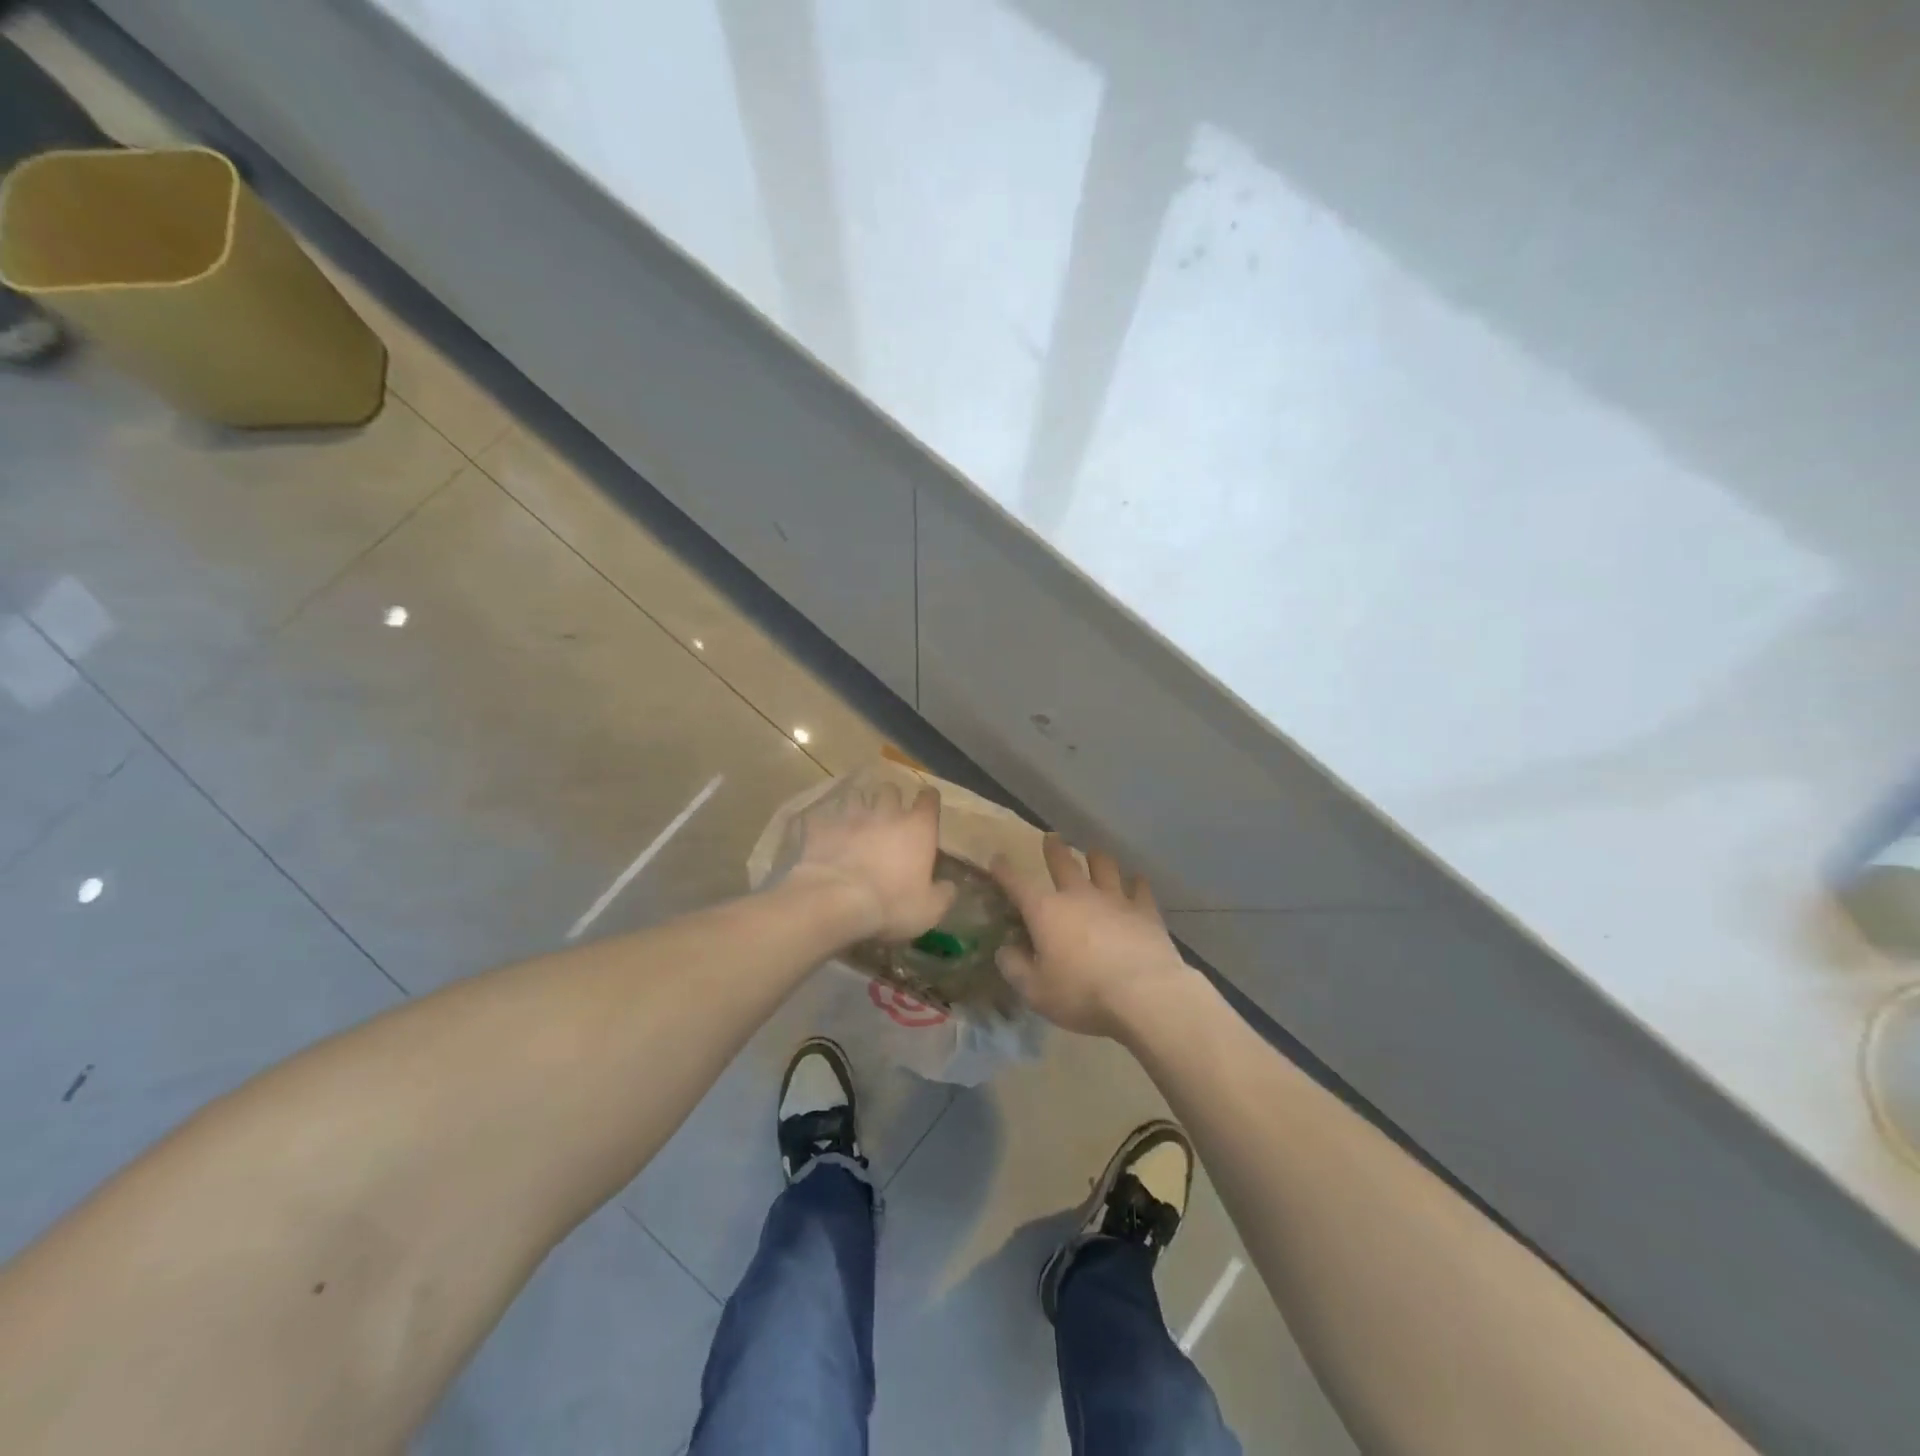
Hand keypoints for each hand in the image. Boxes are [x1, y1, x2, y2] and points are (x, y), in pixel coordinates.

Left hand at [785, 782, 956, 940]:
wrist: (836, 901)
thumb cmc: (892, 904)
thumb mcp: (929, 910)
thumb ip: (943, 894)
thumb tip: (949, 886)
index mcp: (918, 828)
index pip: (929, 799)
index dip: (928, 800)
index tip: (927, 806)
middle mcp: (887, 814)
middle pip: (890, 790)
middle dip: (891, 799)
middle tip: (889, 816)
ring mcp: (851, 817)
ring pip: (857, 797)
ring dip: (859, 807)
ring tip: (857, 822)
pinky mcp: (822, 827)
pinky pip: (824, 817)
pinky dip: (826, 824)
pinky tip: (826, 835)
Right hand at [992, 836, 1194, 1039]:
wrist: (1143, 994)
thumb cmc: (1082, 993)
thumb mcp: (1036, 991)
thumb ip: (1015, 968)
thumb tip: (1005, 950)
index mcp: (1046, 911)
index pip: (1018, 884)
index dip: (1005, 871)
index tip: (997, 859)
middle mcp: (1079, 895)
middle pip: (1064, 863)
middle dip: (1054, 849)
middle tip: (1051, 837)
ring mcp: (1115, 899)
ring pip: (1104, 867)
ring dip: (1097, 859)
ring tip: (1095, 855)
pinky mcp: (1145, 911)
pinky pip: (1140, 888)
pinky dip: (1136, 883)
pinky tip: (1137, 881)